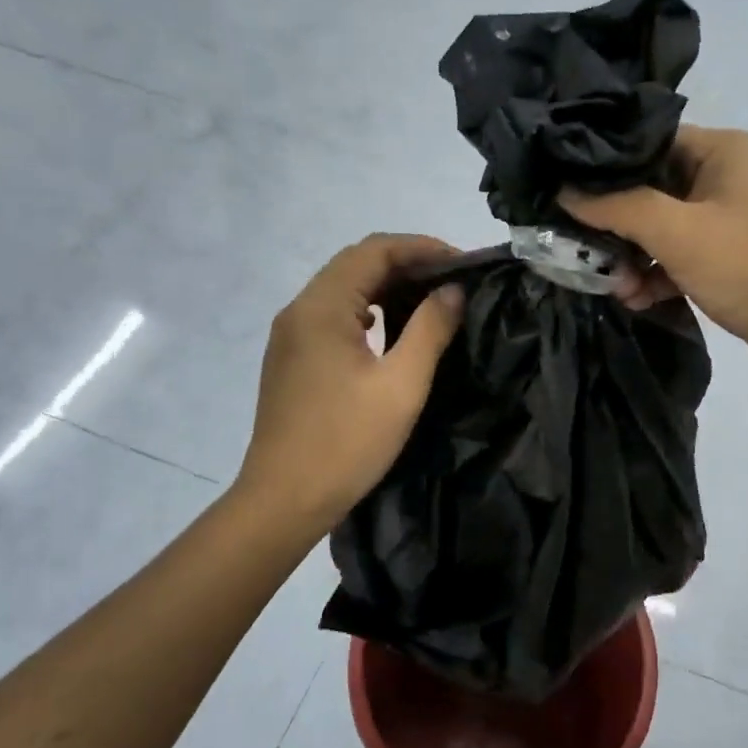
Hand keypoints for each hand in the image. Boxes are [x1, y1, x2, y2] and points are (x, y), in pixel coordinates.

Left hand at [234, 234, 464, 533]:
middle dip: (407, 263)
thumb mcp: (401, 385)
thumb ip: (430, 329)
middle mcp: (299, 310)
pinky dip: (368, 310)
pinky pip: (333, 316)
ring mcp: (290, 335)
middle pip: (355, 264)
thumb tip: (453, 291)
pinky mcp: (291, 359)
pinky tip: (393, 328)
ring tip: (431, 300)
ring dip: (387, 286)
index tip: (463, 263)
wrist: (283, 500)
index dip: (422, 248)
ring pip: (343, 290)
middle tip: (453, 281)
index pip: (374, 251)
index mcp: (321, 307)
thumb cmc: (346, 442)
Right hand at [560, 125, 747, 383]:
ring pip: (662, 228)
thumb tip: (565, 190)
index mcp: (723, 150)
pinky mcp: (731, 258)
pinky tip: (637, 299)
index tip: (564, 191)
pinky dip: (658, 275)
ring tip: (616, 288)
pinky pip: (681, 257)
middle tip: (584, 252)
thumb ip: (619, 207)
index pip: (647, 141)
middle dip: (617, 225)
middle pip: (651, 188)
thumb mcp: (679, 233)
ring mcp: (730, 219)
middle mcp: (727, 176)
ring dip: (634, 258)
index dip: (604, 167)